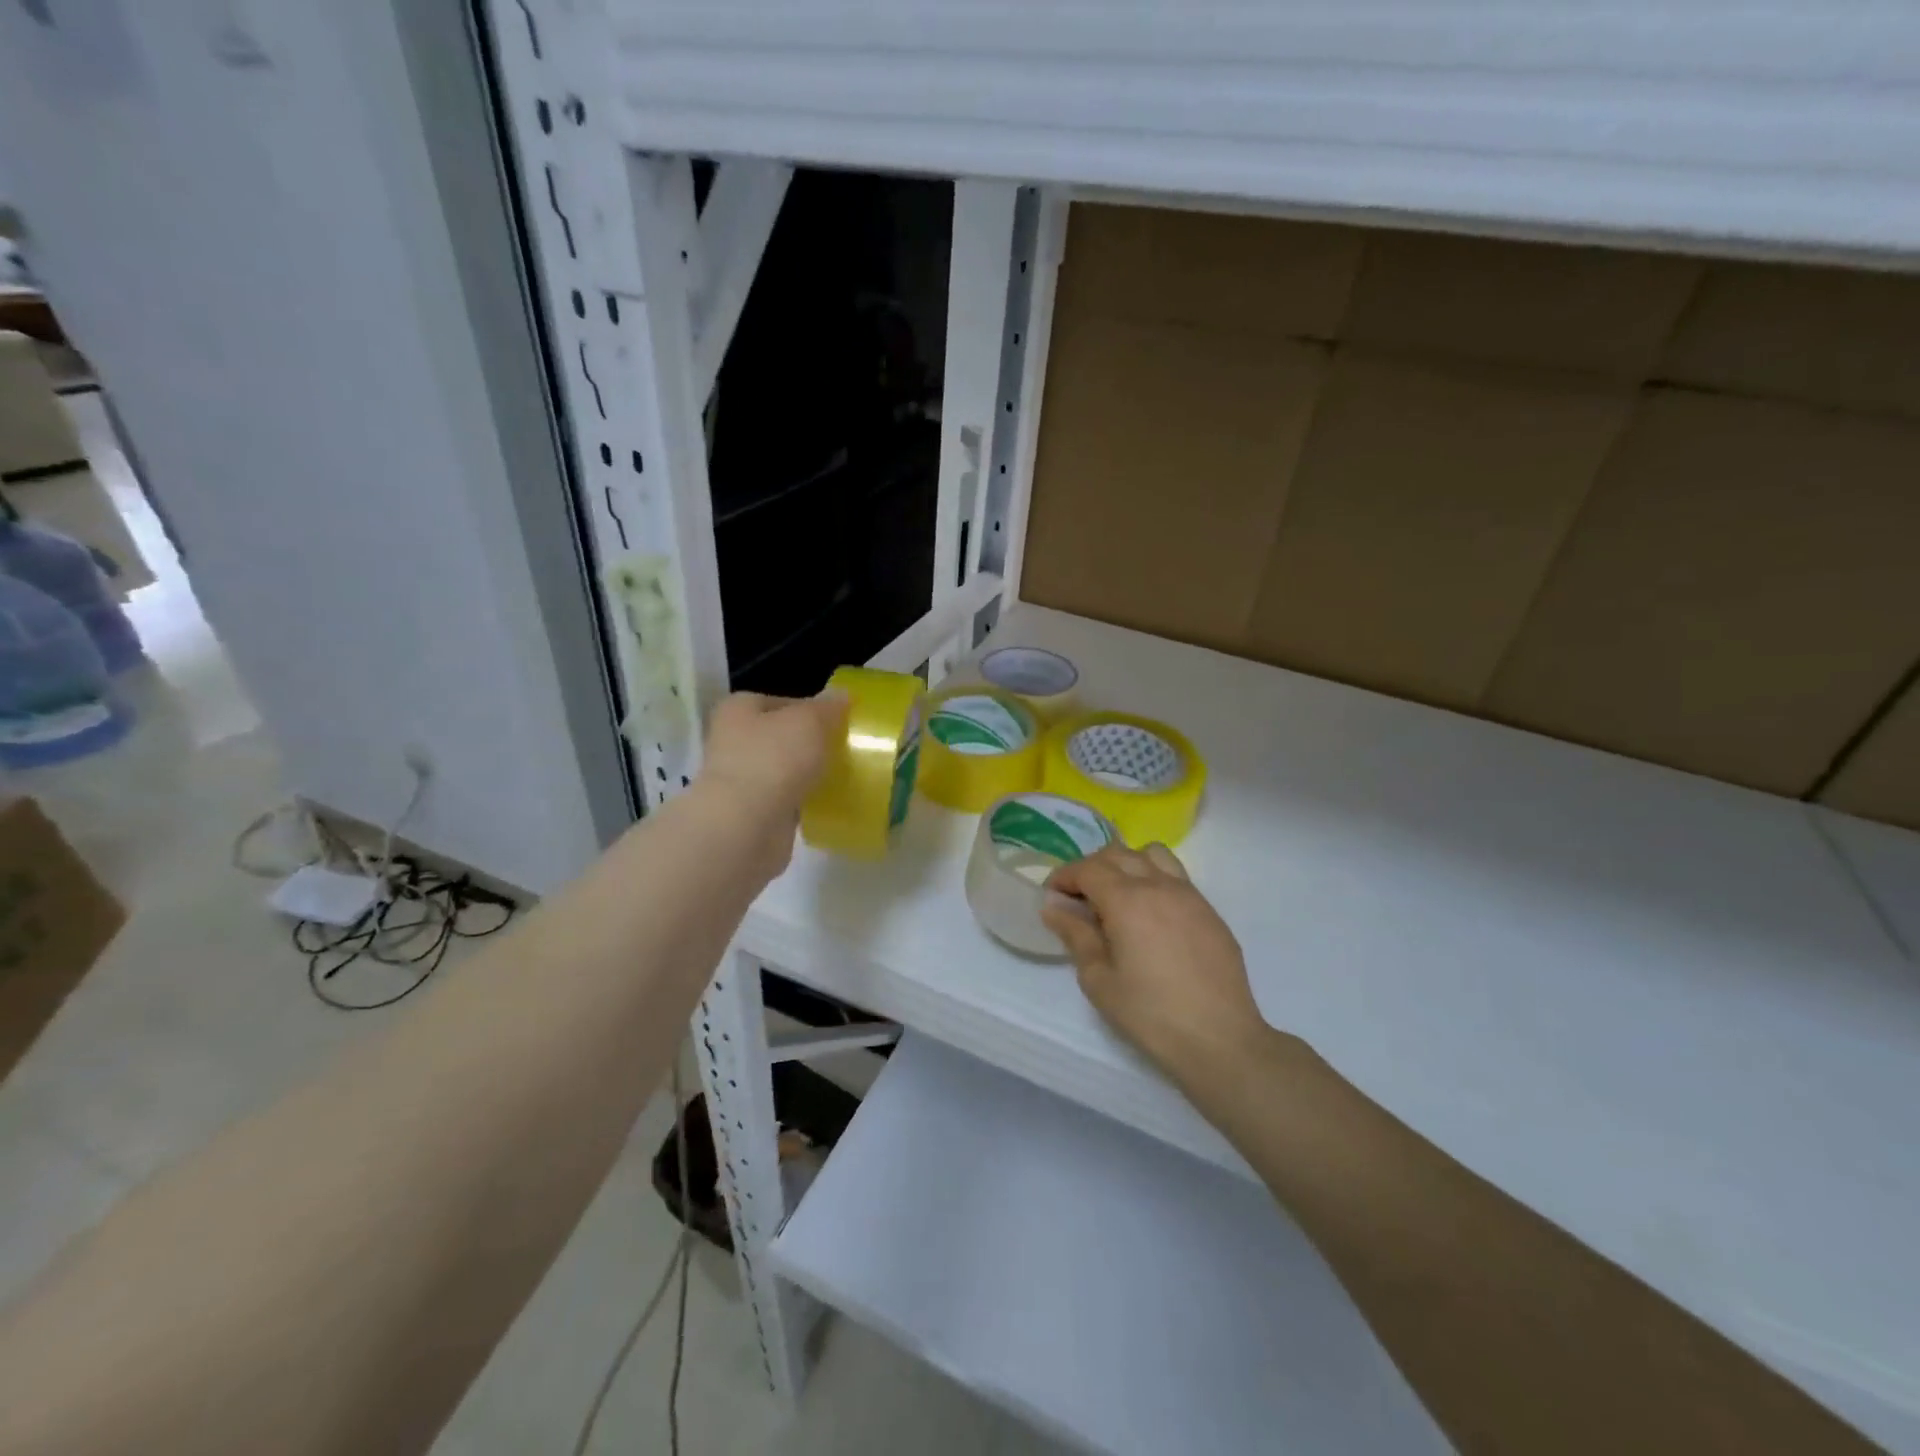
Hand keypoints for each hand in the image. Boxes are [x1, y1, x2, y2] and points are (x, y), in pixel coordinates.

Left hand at [697, 692, 846, 861]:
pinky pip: (785, 800)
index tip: (839, 721)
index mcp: (739, 710)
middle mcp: (733, 741)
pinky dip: (803, 801)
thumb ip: (828, 707)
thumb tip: (842, 695)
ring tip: (842, 774)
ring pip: (783, 770)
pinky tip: (827, 802)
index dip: (810, 708)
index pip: (780, 701)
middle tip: (844, 748)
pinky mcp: (752, 813)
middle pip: (781, 736)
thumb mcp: (810, 721)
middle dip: (810, 743)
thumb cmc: (774, 759)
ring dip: (807, 773)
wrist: (746, 826)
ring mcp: (741, 779)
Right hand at [1042, 844, 1272, 1088]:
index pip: (1087, 868)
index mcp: (1127, 899)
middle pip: (1117, 854)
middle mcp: (1158, 885)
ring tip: (1117, 896)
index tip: (1051, 897)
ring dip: (1126, 864)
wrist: (1220, 1039)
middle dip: (1090, 868)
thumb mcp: (1099, 979)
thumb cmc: (1150, 1014)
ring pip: (1151, 855)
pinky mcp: (1209, 911)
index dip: (1064, 877)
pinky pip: (1175, 877)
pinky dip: (1153, 880)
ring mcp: (1189, 895)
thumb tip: (1054, 908)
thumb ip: (1075, 935)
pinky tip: (1149, 917)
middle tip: (1077, 898)